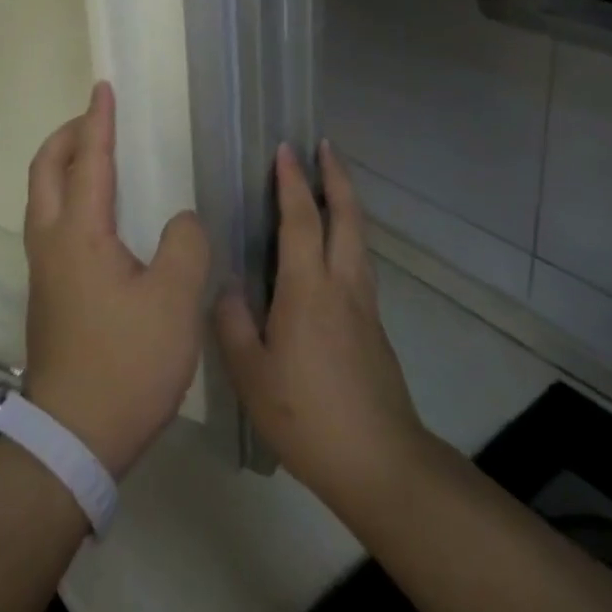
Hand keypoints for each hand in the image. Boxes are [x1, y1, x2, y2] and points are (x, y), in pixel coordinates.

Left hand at [22, 81, 210, 477]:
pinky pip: (50, 220)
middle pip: (45, 169)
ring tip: (97, 157)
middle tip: (97, 120)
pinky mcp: (47, 290)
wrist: (73, 436)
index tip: (104, 88)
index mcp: (80, 232)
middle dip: (68, 136)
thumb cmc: (126, 362)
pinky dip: (66, 194)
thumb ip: (185, 246)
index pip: (89, 159)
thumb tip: (182, 220)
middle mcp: (52, 240)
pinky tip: (98, 214)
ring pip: (43, 195)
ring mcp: (43, 267)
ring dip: (63, 164)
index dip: (98, 121)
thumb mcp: (174, 302)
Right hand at [215, 142, 429, 524]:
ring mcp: (364, 305)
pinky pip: (359, 262)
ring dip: (347, 202)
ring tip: (332, 183)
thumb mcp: (251, 375)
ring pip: (359, 237)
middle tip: (324, 146)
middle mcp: (342, 285)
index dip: (292, 181)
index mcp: (308, 289)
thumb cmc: (308, 417)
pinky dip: (348, 235)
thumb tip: (229, 285)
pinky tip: (333, 247)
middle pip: (347, 216)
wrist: (382, 465)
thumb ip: (233, 323)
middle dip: (336, 176)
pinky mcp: (374, 327)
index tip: (285, 149)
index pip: (300, 219)